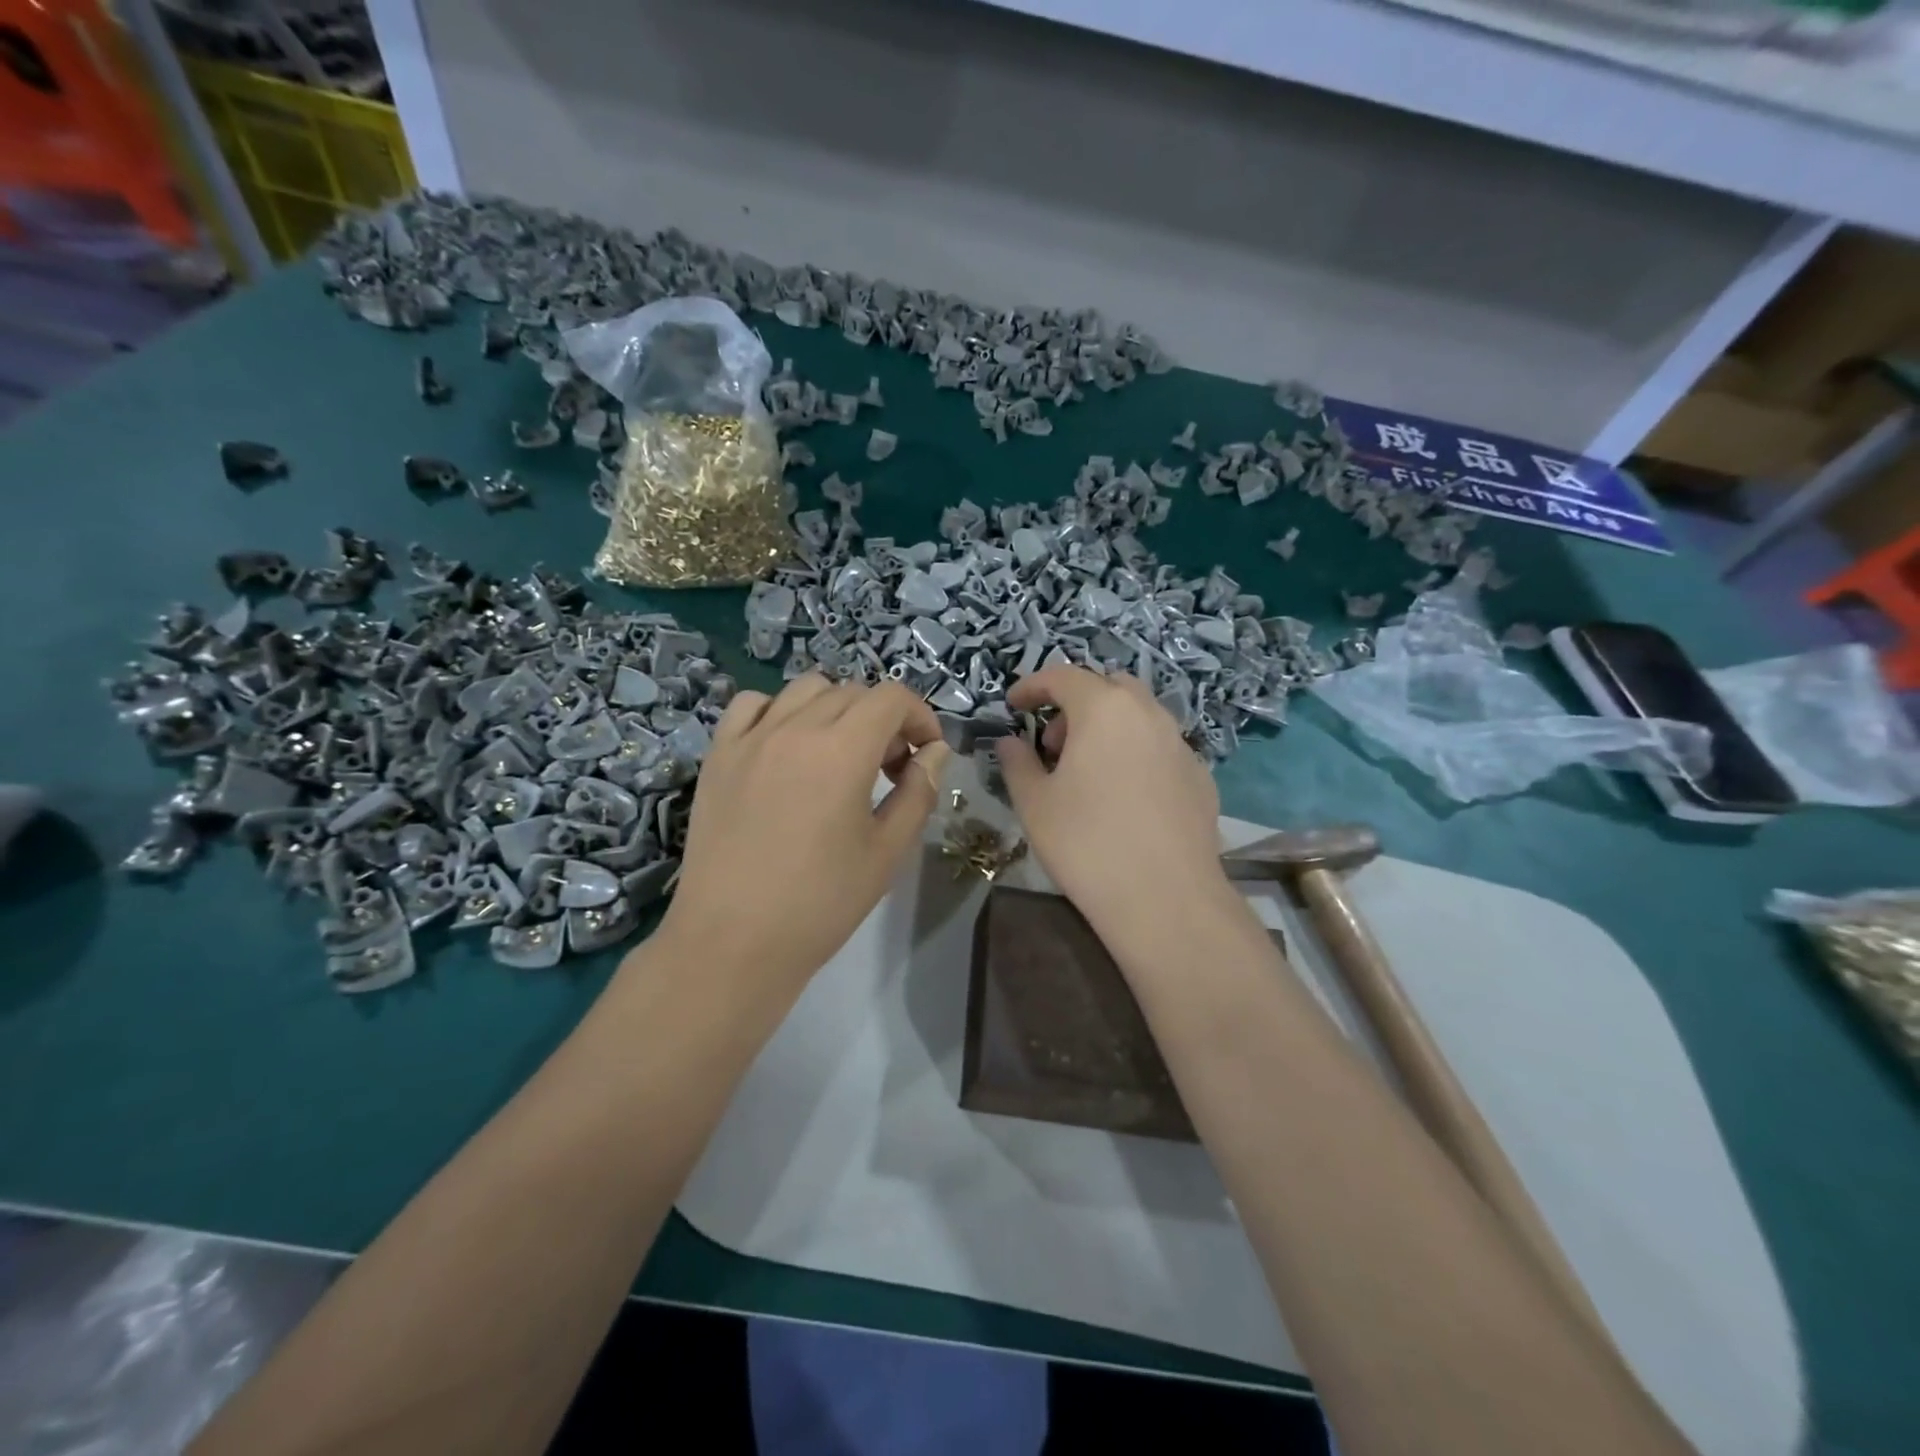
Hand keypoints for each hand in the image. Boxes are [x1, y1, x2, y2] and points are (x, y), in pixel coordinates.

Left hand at [653, 675, 949, 988]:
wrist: (733, 941)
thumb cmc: (820, 903)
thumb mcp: (887, 852)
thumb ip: (918, 793)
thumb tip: (934, 754)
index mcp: (842, 750)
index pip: (891, 697)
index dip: (920, 717)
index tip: (926, 754)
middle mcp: (795, 728)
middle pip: (852, 692)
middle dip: (884, 719)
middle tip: (889, 768)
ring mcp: (750, 738)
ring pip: (804, 689)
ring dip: (836, 709)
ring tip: (840, 753)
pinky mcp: (718, 755)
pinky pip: (752, 705)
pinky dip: (780, 711)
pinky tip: (787, 747)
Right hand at [996, 668, 1231, 938]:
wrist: (1166, 899)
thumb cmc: (1087, 844)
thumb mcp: (1035, 803)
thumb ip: (1017, 763)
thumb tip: (1009, 742)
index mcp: (1104, 709)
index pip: (1063, 676)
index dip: (1032, 686)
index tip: (1013, 705)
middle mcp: (1148, 714)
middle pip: (1108, 687)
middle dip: (1076, 704)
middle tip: (1053, 745)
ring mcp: (1181, 744)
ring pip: (1139, 716)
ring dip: (1108, 728)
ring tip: (1087, 772)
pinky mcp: (1201, 777)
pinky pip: (1160, 748)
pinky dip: (1136, 754)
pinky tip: (1125, 797)